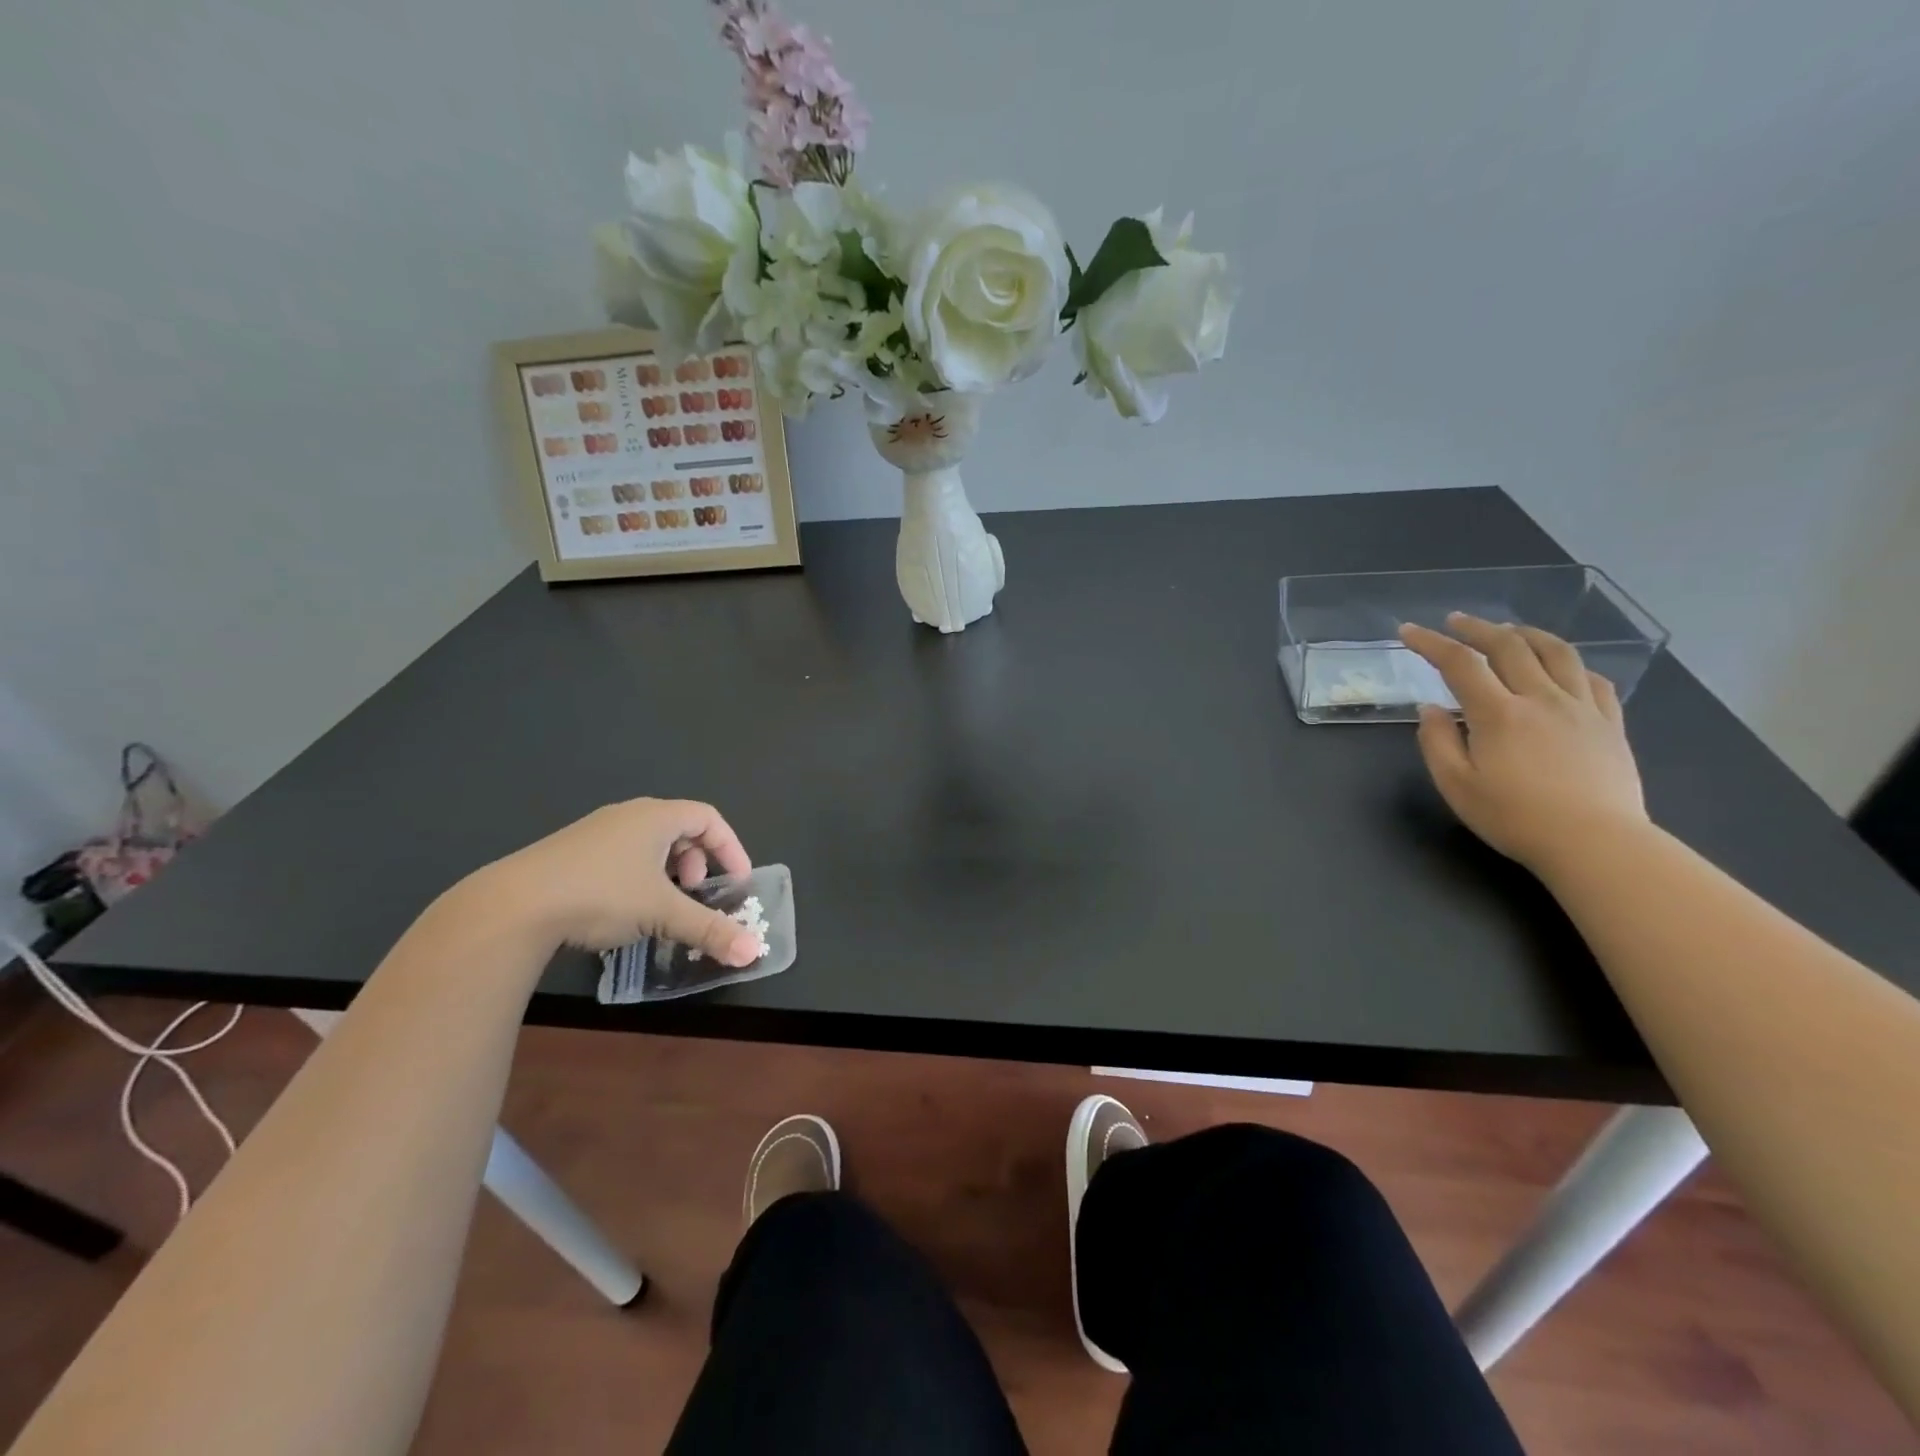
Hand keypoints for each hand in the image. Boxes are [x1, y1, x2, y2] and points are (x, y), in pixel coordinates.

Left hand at [477, 798, 761, 963]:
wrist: (513, 905)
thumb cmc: (602, 894)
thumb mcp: (662, 913)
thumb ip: (710, 930)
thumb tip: (754, 953)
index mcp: (656, 816)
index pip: (709, 818)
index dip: (731, 848)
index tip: (738, 880)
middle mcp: (628, 815)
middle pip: (679, 828)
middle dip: (697, 862)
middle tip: (694, 892)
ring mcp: (595, 832)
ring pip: (648, 843)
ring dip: (667, 871)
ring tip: (660, 904)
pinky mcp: (569, 852)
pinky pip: (620, 854)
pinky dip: (637, 876)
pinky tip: (622, 909)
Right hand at [1398, 614, 1648, 872]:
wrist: (1596, 843)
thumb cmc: (1514, 818)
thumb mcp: (1456, 785)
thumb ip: (1437, 742)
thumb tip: (1430, 709)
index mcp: (1498, 714)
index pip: (1460, 664)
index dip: (1431, 643)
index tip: (1409, 631)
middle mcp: (1541, 699)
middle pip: (1509, 646)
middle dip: (1477, 628)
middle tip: (1455, 621)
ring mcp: (1581, 708)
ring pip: (1557, 653)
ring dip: (1527, 634)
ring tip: (1509, 630)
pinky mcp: (1610, 724)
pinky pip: (1592, 679)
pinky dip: (1570, 664)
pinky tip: (1560, 668)